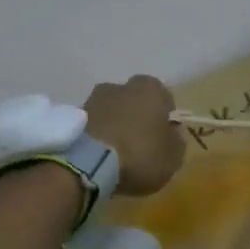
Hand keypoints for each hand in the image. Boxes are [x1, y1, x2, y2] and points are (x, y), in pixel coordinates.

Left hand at [84, 76, 184, 196]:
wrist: (88, 163)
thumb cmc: (140, 154)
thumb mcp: (172, 157)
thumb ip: (177, 142)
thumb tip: (173, 134)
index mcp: (151, 89)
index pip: (164, 98)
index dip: (165, 118)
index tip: (163, 138)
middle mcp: (121, 85)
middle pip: (135, 101)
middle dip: (138, 118)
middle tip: (141, 144)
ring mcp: (94, 99)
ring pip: (112, 111)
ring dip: (116, 126)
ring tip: (117, 153)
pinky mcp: (72, 117)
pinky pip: (94, 124)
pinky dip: (98, 135)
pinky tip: (100, 156)